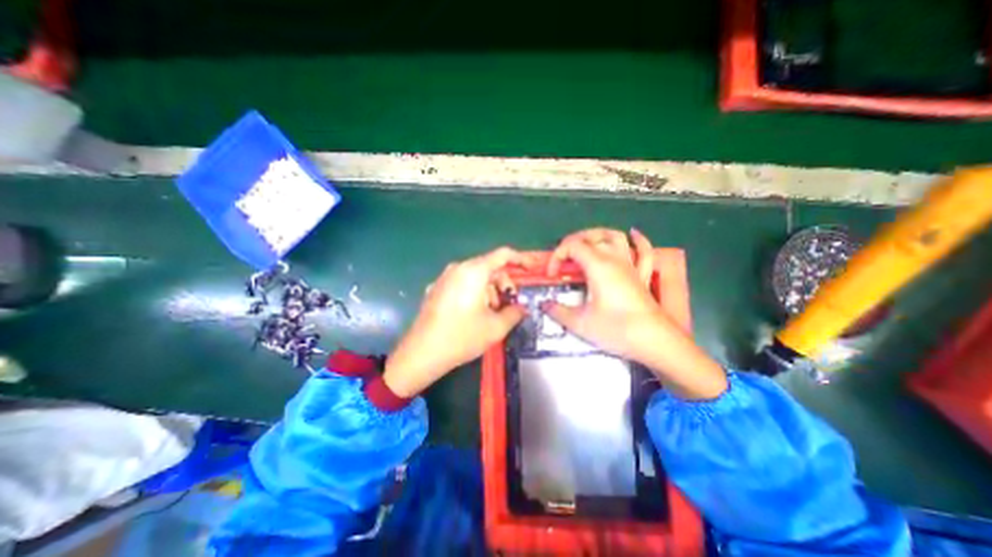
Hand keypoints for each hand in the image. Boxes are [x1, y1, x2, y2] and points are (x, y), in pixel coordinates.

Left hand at [384, 245, 531, 395]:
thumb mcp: (496, 328)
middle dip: (504, 283)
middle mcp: (458, 268)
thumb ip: (515, 313)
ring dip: (490, 291)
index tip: (532, 268)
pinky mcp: (437, 288)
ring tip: (491, 313)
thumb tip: (522, 308)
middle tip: (511, 303)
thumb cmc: (461, 337)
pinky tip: (474, 313)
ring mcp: (445, 277)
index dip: (521, 259)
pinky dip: (475, 292)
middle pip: (490, 267)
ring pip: (476, 276)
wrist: (422, 353)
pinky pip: (463, 283)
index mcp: (474, 271)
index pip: (503, 255)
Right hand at [541, 228, 727, 398]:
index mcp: (598, 266)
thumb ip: (558, 312)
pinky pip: (644, 251)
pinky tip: (633, 234)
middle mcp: (615, 260)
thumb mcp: (581, 323)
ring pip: (616, 237)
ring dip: (599, 235)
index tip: (552, 275)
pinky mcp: (643, 276)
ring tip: (587, 242)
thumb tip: (545, 305)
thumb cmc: (617, 330)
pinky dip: (638, 240)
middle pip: (593, 236)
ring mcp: (631, 266)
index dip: (557, 256)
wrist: (655, 342)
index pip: (572, 246)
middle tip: (563, 258)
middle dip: (573, 241)